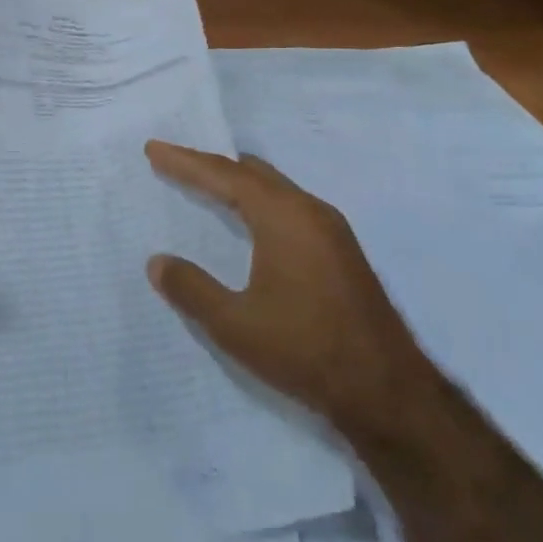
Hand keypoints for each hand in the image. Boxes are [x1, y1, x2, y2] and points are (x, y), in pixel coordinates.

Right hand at [144, 142, 426, 431]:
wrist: (388, 392)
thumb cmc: (306, 351)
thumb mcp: (235, 325)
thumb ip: (192, 289)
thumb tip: (157, 262)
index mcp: (283, 217)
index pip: (225, 176)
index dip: (186, 162)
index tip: (154, 149)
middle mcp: (310, 210)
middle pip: (251, 173)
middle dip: (210, 165)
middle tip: (174, 161)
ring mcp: (331, 229)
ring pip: (274, 188)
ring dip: (237, 182)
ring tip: (205, 181)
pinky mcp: (341, 250)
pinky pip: (290, 205)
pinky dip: (259, 200)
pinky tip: (250, 218)